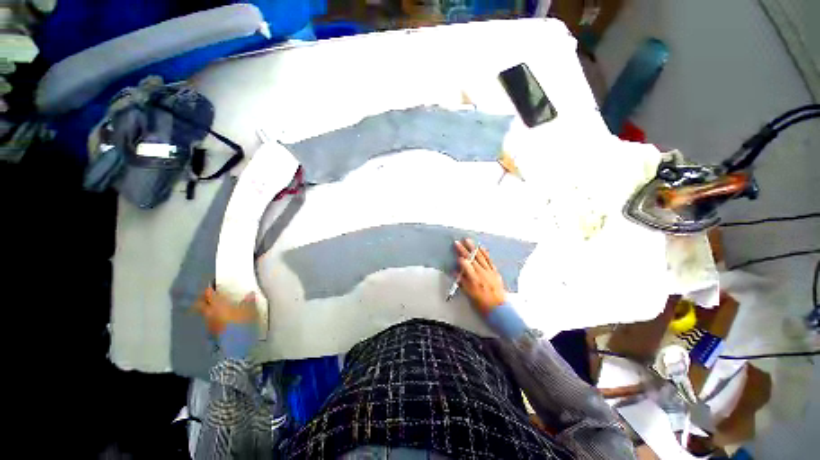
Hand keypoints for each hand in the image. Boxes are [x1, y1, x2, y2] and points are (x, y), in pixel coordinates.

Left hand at [194, 286, 257, 334]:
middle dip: (203, 298)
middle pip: (200, 304)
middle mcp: (210, 313)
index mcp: (218, 305)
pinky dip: (212, 316)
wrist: (236, 344)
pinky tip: (219, 316)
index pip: (210, 294)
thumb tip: (250, 294)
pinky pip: (209, 320)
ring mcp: (209, 323)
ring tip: (215, 305)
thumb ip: (249, 301)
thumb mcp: (250, 310)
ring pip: (204, 312)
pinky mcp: (212, 331)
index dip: (210, 288)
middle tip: (208, 294)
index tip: (213, 284)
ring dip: (207, 307)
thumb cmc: (242, 324)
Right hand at [454, 239, 506, 314]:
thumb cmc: (482, 304)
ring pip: (480, 257)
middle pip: (471, 259)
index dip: (460, 260)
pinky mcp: (495, 272)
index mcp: (474, 280)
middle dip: (464, 250)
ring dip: (473, 248)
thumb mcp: (469, 295)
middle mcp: (482, 273)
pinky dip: (485, 253)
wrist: (499, 309)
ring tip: (468, 240)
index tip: (456, 255)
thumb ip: (462, 282)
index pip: (465, 265)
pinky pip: (489, 260)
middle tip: (457, 242)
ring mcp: (489, 271)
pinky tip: (481, 248)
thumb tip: (456, 272)